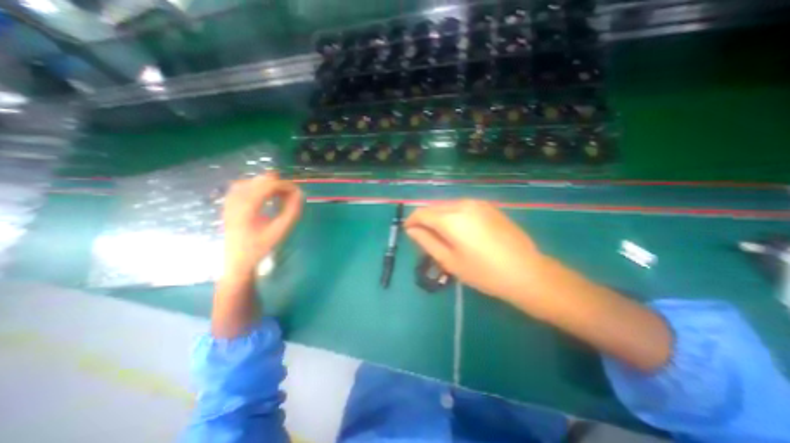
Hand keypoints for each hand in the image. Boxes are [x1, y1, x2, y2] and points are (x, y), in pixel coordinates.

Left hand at [223, 171, 301, 272]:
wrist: (237, 261)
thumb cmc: (260, 247)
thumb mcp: (280, 230)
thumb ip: (292, 211)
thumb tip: (299, 194)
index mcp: (248, 206)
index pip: (269, 184)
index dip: (286, 185)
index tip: (298, 193)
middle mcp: (236, 199)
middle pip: (259, 180)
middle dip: (278, 184)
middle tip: (291, 196)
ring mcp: (229, 201)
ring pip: (250, 181)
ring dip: (267, 185)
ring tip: (279, 195)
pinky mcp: (228, 204)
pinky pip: (242, 187)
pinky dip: (255, 187)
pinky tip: (263, 195)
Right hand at [408, 201, 543, 301]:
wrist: (526, 272)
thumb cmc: (483, 272)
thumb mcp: (450, 261)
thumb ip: (427, 242)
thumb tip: (412, 230)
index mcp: (451, 219)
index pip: (422, 213)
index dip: (412, 221)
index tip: (408, 230)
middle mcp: (463, 204)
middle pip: (434, 206)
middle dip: (425, 218)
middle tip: (423, 235)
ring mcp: (478, 203)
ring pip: (448, 205)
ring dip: (439, 215)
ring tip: (440, 233)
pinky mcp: (488, 206)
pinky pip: (462, 205)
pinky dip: (453, 214)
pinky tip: (459, 229)